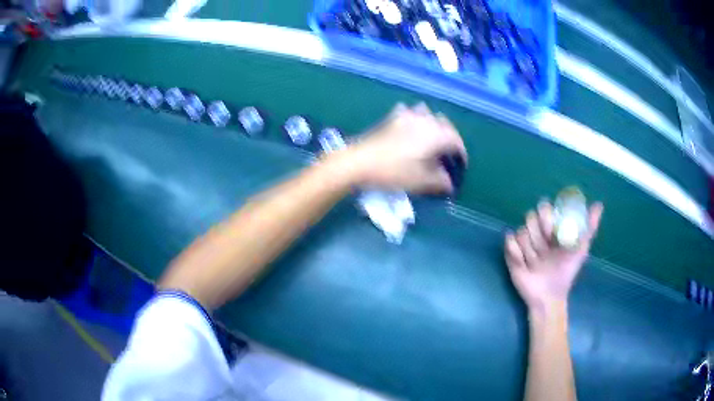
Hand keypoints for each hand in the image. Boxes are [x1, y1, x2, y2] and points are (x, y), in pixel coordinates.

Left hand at [340, 103, 466, 193]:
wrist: (360, 162)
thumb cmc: (394, 172)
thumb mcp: (421, 181)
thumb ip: (440, 181)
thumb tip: (450, 183)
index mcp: (436, 134)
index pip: (457, 141)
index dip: (461, 155)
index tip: (460, 167)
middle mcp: (426, 120)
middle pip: (446, 125)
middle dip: (450, 139)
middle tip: (448, 155)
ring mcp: (408, 115)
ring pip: (429, 115)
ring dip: (435, 125)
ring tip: (432, 140)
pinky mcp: (392, 117)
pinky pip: (410, 113)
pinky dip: (416, 119)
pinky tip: (411, 129)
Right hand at [505, 201, 603, 316]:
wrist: (549, 296)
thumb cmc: (566, 272)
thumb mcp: (581, 249)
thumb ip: (589, 227)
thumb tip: (599, 204)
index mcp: (552, 228)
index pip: (544, 208)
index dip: (546, 216)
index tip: (552, 231)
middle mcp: (536, 231)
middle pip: (530, 217)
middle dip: (538, 234)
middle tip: (544, 250)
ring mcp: (523, 242)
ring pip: (521, 231)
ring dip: (529, 248)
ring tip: (536, 262)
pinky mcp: (511, 253)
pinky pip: (509, 242)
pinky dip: (517, 252)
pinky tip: (524, 264)